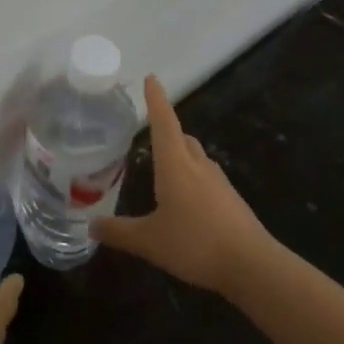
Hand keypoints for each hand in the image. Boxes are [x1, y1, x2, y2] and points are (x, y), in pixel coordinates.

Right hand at [92, 75, 272, 293]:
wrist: (251, 265)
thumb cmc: (195, 243)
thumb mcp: (149, 241)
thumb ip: (119, 232)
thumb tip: (91, 225)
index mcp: (175, 165)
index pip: (163, 122)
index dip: (156, 100)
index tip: (151, 78)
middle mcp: (198, 165)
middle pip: (182, 137)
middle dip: (167, 130)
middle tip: (150, 132)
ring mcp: (218, 182)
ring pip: (196, 157)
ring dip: (181, 155)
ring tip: (164, 168)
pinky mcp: (231, 201)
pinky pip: (207, 179)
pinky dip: (193, 180)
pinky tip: (185, 202)